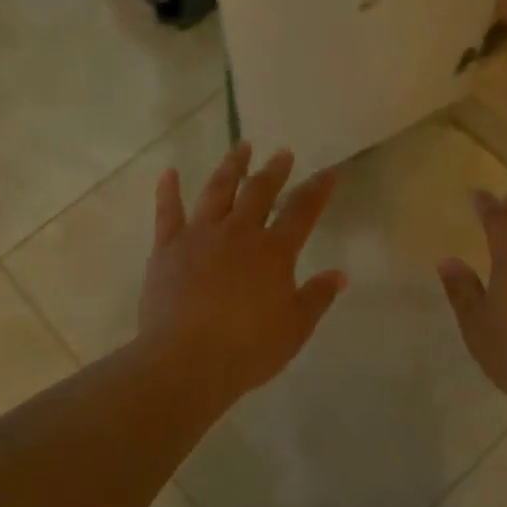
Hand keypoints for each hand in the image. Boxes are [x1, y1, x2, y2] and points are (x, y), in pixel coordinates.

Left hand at [139, 142, 347, 403]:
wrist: (187, 359)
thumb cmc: (248, 348)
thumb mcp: (294, 328)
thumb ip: (317, 297)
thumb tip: (339, 275)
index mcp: (274, 252)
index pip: (302, 211)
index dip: (318, 190)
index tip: (329, 172)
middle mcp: (239, 233)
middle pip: (260, 192)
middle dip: (274, 170)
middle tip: (282, 153)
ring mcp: (200, 235)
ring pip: (218, 191)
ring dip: (231, 167)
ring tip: (241, 147)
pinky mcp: (168, 248)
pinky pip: (168, 212)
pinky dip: (169, 190)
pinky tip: (170, 172)